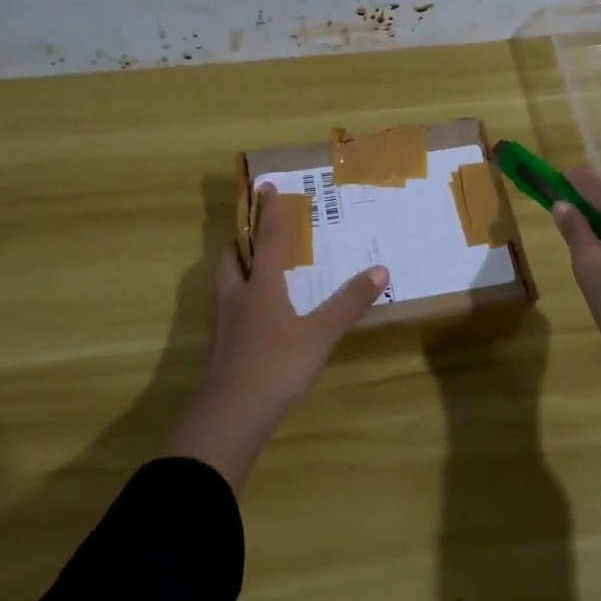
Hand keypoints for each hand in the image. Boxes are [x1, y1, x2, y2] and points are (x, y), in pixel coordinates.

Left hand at [163, 185, 388, 492]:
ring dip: (238, 265)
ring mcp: (223, 321)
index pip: (265, 238)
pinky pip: (227, 305)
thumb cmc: (277, 366)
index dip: (268, 211)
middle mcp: (236, 294)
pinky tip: (254, 311)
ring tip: (256, 266)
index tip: (266, 186)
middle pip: (232, 255)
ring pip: (225, 280)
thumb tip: (380, 270)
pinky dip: (239, 294)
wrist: (230, 415)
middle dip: (242, 238)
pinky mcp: (220, 344)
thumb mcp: (321, 334)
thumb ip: (349, 302)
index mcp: (260, 285)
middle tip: (257, 231)